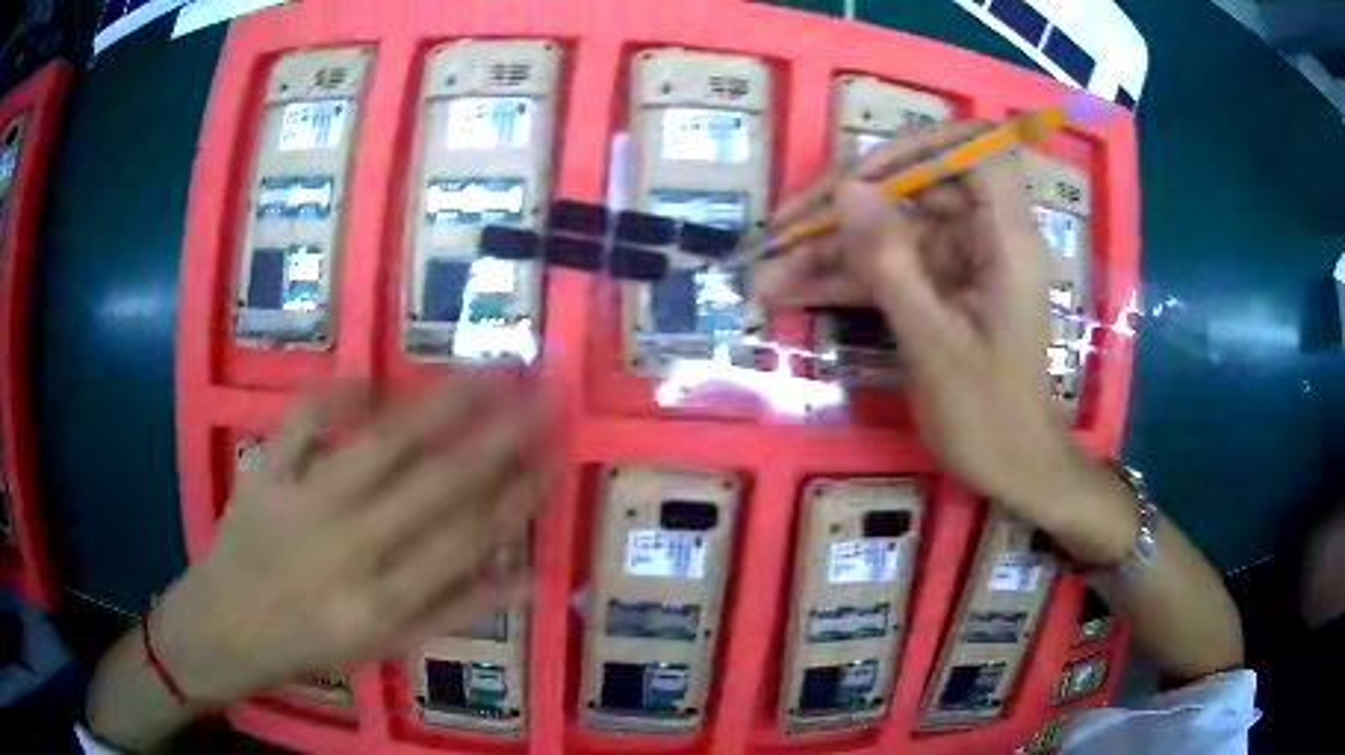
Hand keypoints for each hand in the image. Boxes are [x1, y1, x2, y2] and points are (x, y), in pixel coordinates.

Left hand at [151, 376, 553, 701]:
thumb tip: (524, 575)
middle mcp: (349, 547)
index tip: (553, 456)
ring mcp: (303, 500)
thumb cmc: (310, 643)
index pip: (467, 539)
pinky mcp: (267, 470)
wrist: (224, 627)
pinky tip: (374, 379)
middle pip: (436, 482)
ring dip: (440, 401)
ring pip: (382, 441)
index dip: (518, 495)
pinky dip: (341, 390)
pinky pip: (305, 417)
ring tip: (486, 369)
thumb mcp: (386, 648)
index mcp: (383, 601)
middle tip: (543, 393)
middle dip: (499, 434)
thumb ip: (454, 611)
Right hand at [754, 122, 1078, 526]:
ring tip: (768, 277)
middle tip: (780, 233)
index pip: (975, 150)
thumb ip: (891, 263)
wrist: (1014, 470)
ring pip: (892, 232)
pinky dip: (848, 279)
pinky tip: (793, 293)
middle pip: (915, 189)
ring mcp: (963, 264)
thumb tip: (847, 189)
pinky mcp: (945, 289)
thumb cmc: (988, 415)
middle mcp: (987, 238)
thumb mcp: (933, 343)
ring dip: (831, 251)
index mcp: (1005, 240)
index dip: (918, 146)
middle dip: (846, 208)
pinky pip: (892, 268)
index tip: (861, 175)